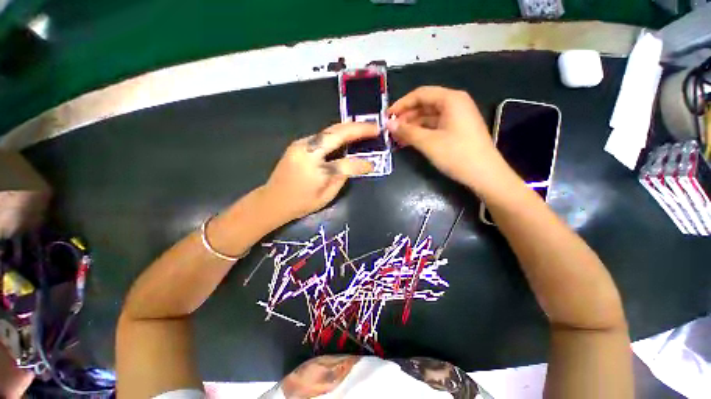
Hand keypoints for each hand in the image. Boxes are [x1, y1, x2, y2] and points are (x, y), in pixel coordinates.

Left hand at [261, 122, 377, 220]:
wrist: (273, 200)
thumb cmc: (301, 203)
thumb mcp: (326, 197)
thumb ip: (341, 179)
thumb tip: (353, 166)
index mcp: (316, 171)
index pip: (345, 164)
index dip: (361, 164)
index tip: (372, 165)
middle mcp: (308, 152)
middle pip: (336, 135)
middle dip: (358, 129)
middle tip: (374, 127)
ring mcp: (301, 145)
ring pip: (329, 131)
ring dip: (348, 128)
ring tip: (363, 128)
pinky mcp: (298, 143)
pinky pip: (322, 135)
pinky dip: (336, 133)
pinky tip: (346, 134)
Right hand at [387, 86, 506, 189]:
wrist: (485, 175)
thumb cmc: (457, 155)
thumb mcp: (428, 142)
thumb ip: (407, 131)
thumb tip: (388, 124)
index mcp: (451, 99)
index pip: (420, 94)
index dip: (401, 104)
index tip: (387, 117)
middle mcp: (454, 104)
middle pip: (424, 105)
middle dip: (406, 116)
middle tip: (390, 129)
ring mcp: (456, 118)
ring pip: (428, 117)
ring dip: (412, 126)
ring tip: (396, 137)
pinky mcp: (456, 130)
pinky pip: (434, 126)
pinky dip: (421, 132)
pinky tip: (409, 141)